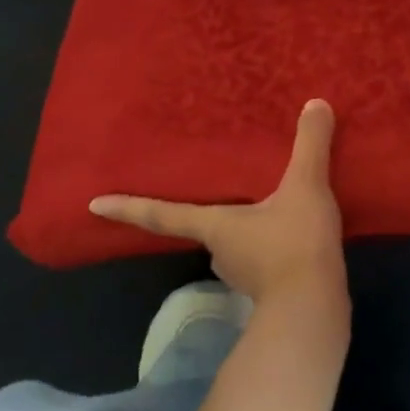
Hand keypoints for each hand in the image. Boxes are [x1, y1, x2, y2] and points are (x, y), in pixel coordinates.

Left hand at [89, 99, 345, 306]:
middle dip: (207, 212)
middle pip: (203, 226)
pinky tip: (291, 231)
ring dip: (244, 227)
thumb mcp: (305, 186)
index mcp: (214, 225)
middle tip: (216, 189)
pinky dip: (269, 244)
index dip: (128, 208)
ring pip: (235, 243)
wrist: (315, 308)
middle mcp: (220, 251)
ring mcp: (243, 274)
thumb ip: (310, 144)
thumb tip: (316, 102)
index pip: (162, 214)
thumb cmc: (294, 243)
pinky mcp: (268, 288)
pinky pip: (261, 257)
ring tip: (265, 204)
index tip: (93, 205)